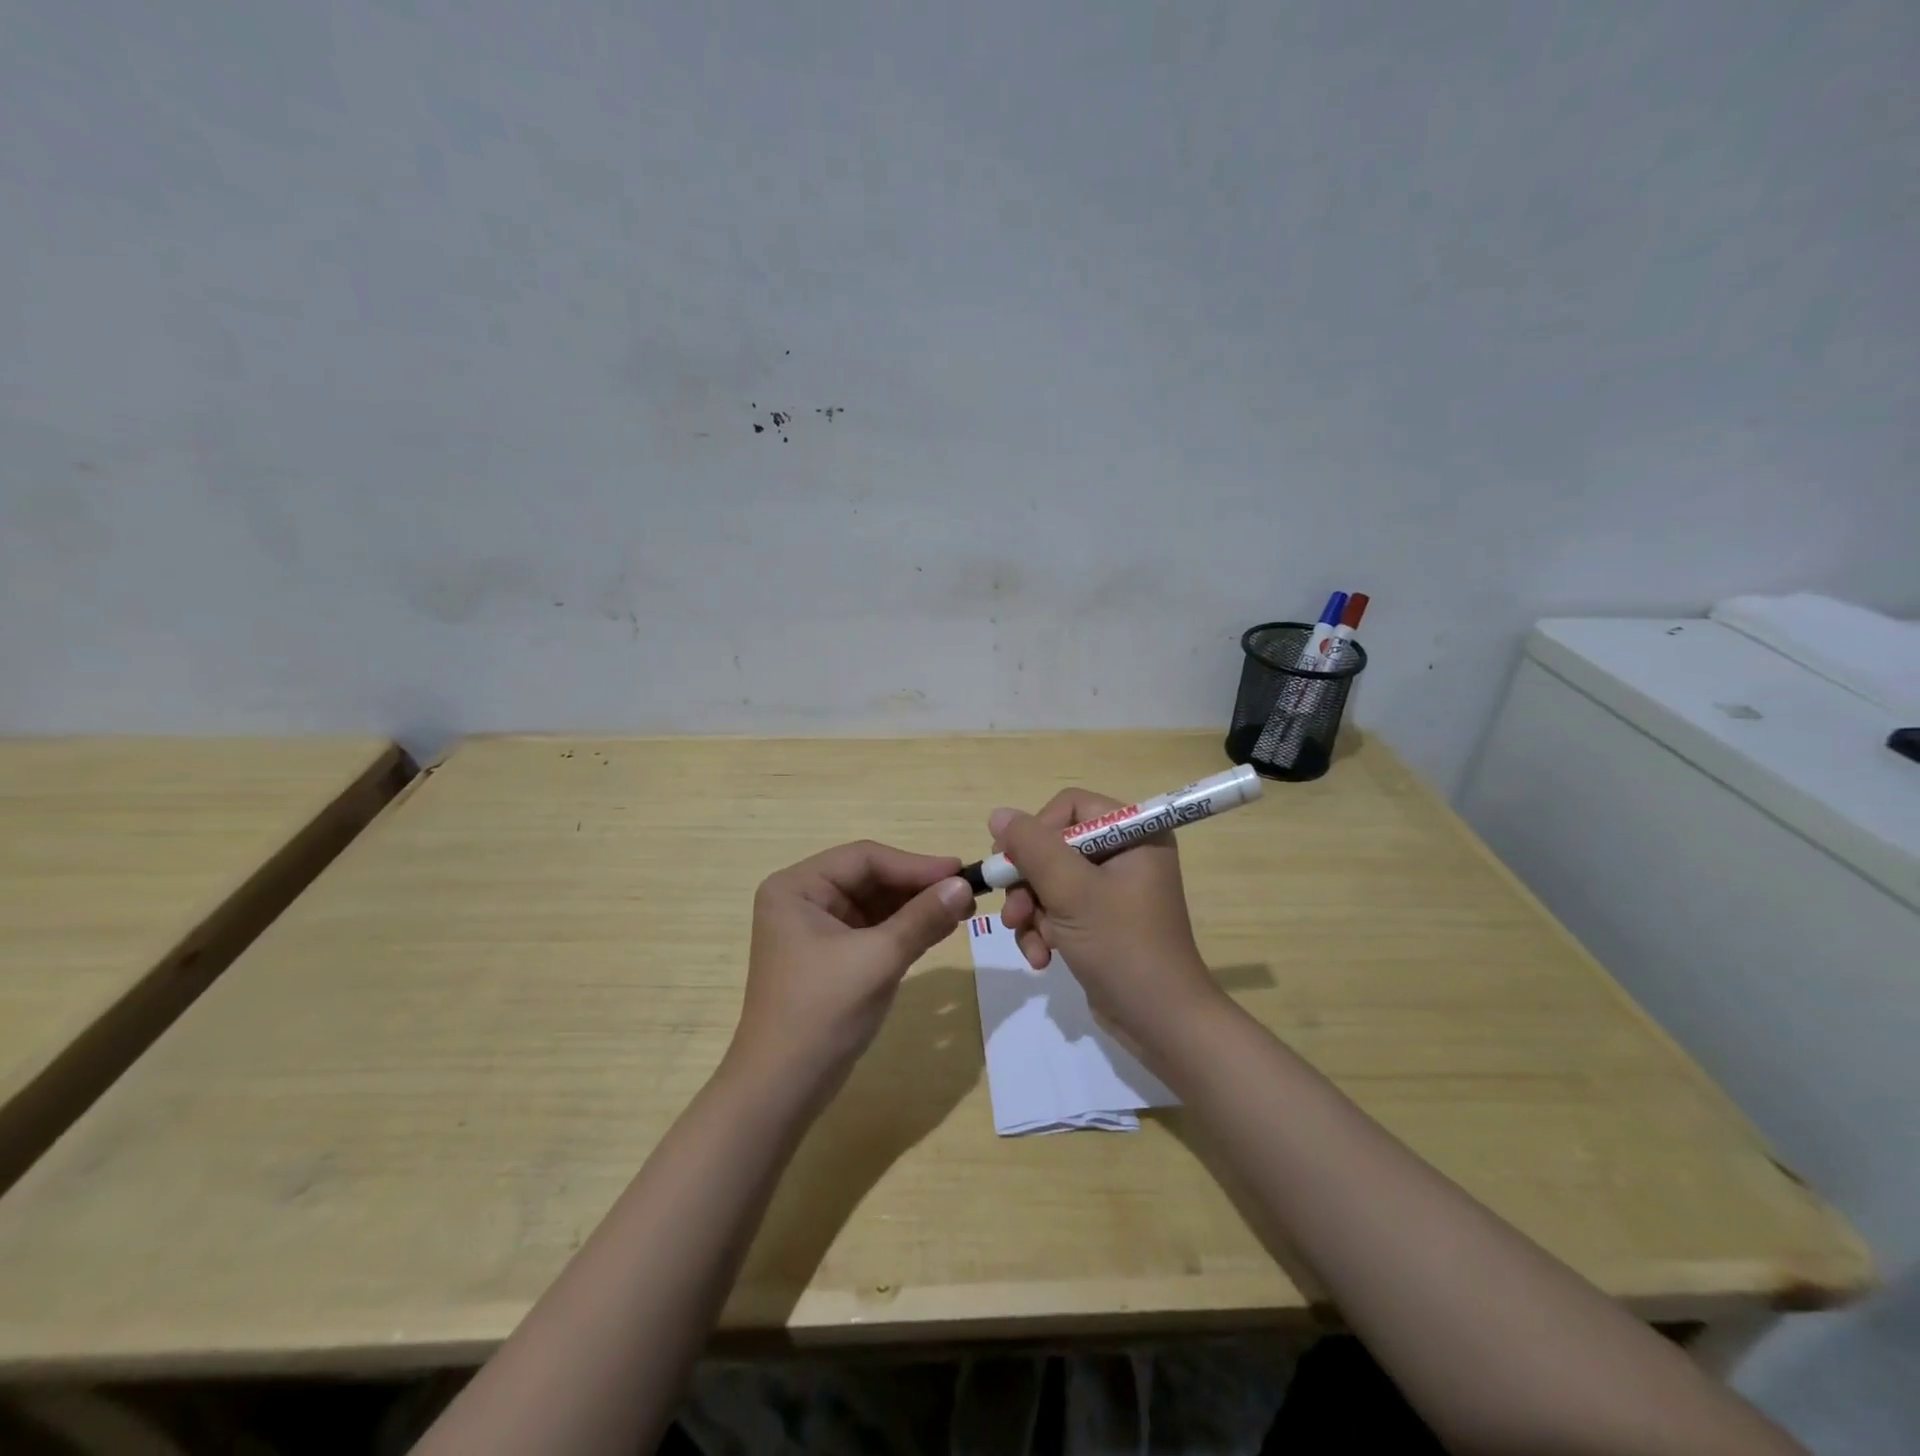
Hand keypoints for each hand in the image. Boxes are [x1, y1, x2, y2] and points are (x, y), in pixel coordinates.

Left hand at [731, 841, 975, 1095]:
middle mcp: (803, 900)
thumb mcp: (878, 959)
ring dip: (916, 907)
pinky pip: (874, 930)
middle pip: (870, 878)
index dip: (915, 864)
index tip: (961, 872)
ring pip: (875, 904)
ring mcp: (816, 930)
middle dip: (917, 887)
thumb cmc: (822, 1012)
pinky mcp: (831, 957)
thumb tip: (964, 884)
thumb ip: (922, 918)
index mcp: (797, 887)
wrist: (781, 1090)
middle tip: (967, 893)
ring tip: (962, 910)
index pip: (864, 859)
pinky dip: (905, 929)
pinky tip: (940, 929)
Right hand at [994, 789, 1225, 1054]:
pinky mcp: (1100, 921)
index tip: (1015, 862)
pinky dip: (1043, 930)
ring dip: (1032, 912)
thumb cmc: (1122, 946)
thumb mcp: (1072, 892)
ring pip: (1049, 881)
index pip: (1070, 807)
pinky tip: (1042, 958)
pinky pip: (1058, 909)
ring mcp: (1112, 890)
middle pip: (1054, 846)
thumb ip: (1032, 847)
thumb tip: (998, 814)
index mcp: (1134, 833)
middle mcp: (1125, 854)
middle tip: (1015, 912)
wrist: (1160, 1023)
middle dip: (1029, 883)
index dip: (1037, 831)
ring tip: (1031, 942)